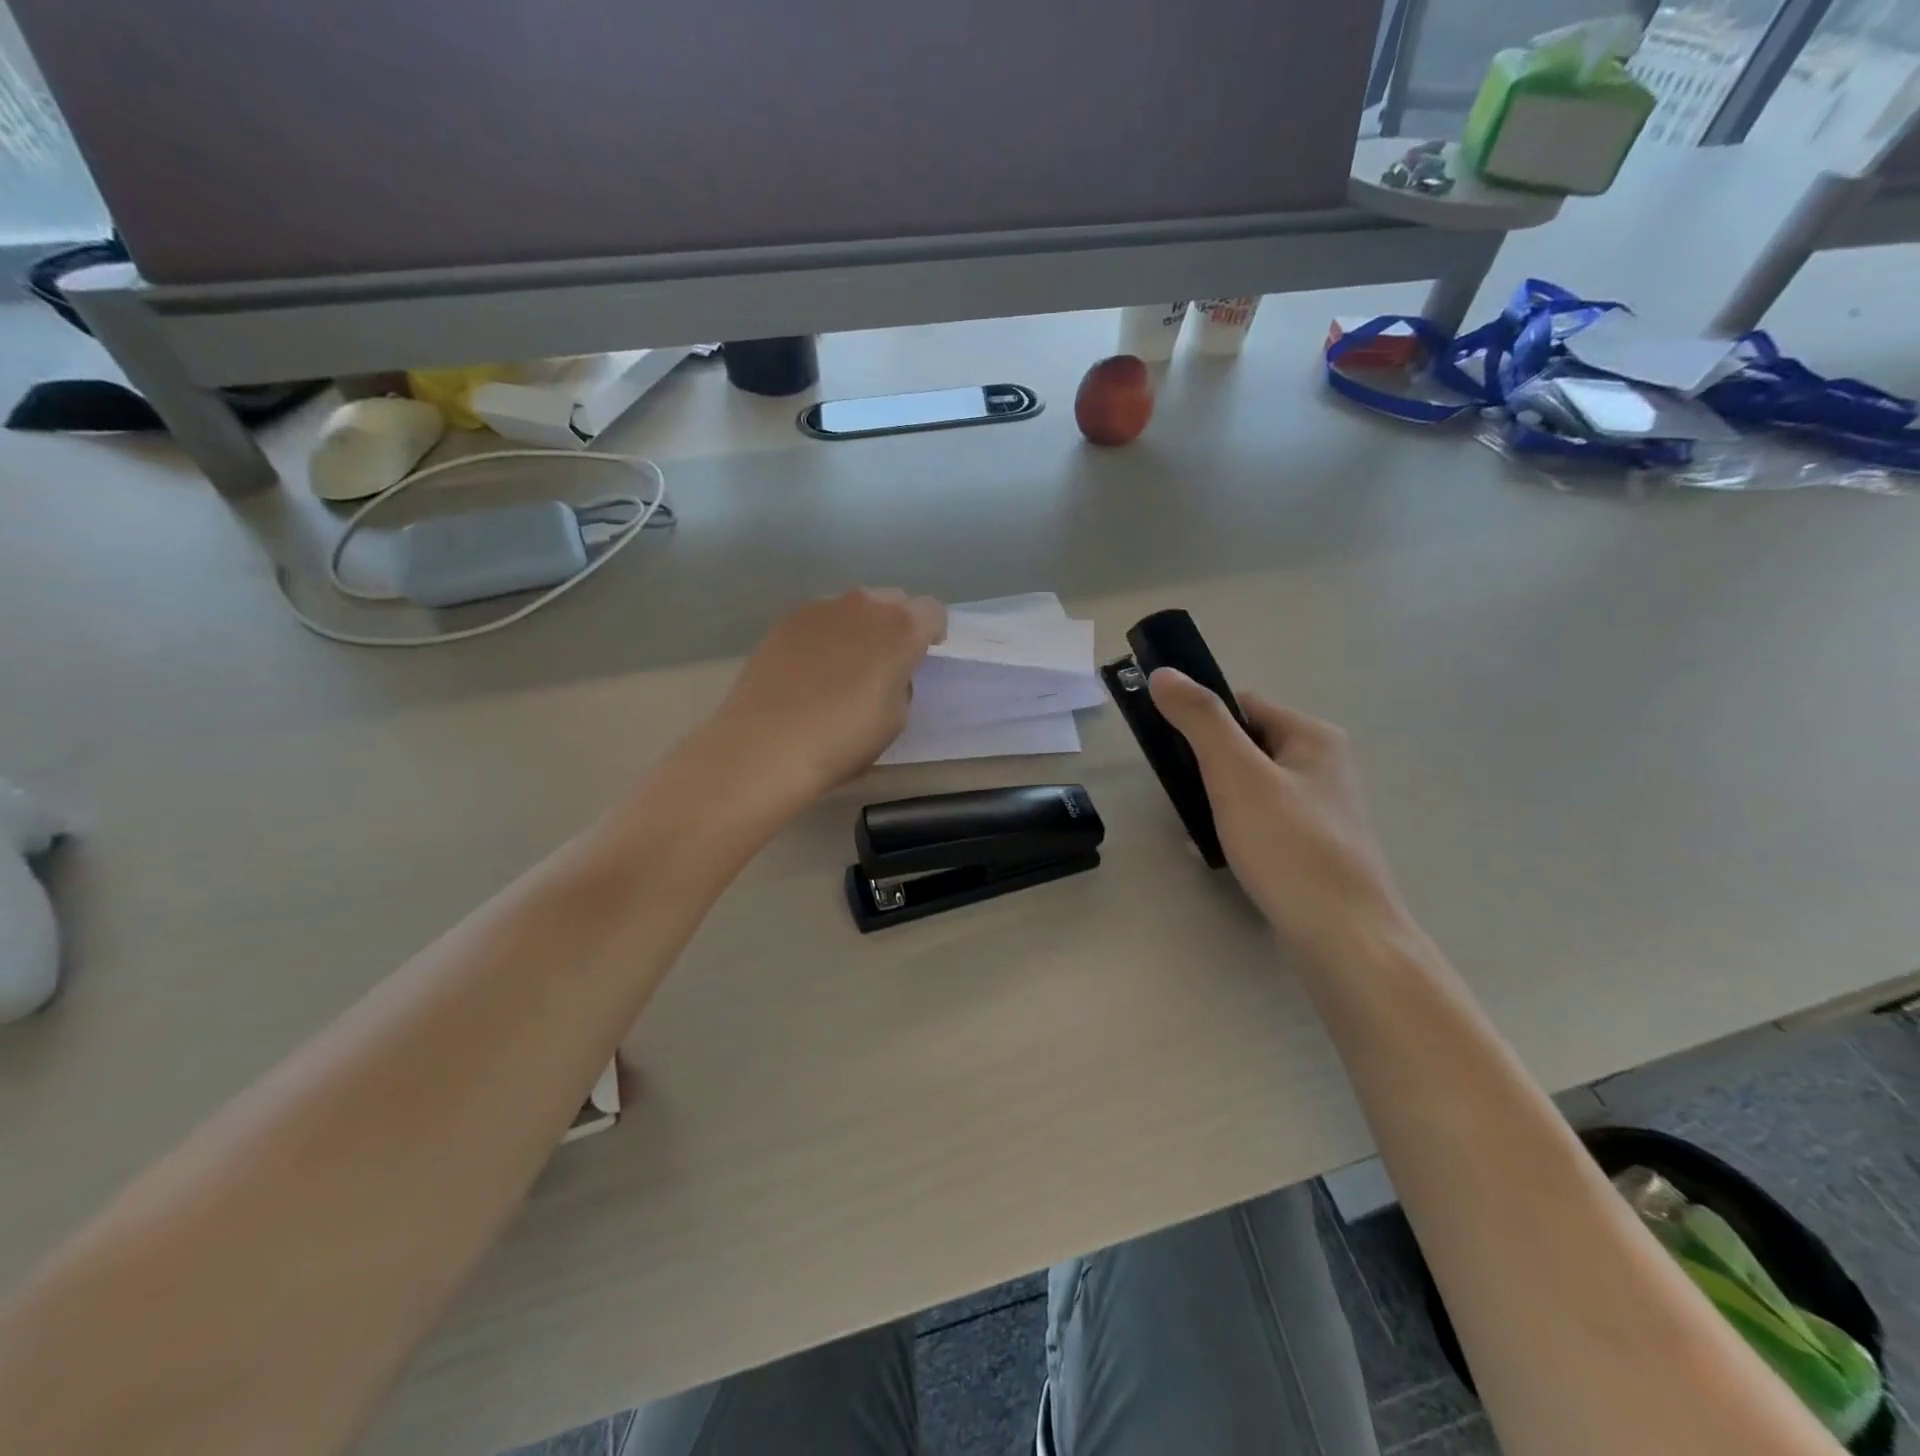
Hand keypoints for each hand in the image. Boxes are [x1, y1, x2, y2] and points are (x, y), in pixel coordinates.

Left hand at [710, 587, 945, 803]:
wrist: (765, 746)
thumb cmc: (842, 739)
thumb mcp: (895, 720)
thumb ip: (900, 685)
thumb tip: (886, 674)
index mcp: (900, 628)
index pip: (932, 611)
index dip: (932, 633)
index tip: (923, 657)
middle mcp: (862, 605)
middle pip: (893, 600)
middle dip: (896, 624)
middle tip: (885, 661)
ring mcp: (819, 608)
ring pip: (853, 607)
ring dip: (859, 627)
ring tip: (844, 666)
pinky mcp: (783, 620)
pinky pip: (819, 620)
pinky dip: (824, 636)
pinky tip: (810, 670)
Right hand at [1148, 669, 1409, 964]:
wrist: (1343, 937)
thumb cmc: (1289, 846)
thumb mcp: (1236, 774)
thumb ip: (1200, 720)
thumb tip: (1165, 673)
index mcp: (1314, 738)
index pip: (1244, 705)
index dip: (1204, 720)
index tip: (1171, 750)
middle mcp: (1324, 766)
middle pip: (1245, 747)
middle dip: (1206, 769)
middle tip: (1182, 796)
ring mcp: (1322, 810)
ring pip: (1250, 788)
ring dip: (1216, 803)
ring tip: (1196, 831)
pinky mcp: (1314, 847)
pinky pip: (1262, 823)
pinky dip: (1235, 832)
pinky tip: (1216, 856)